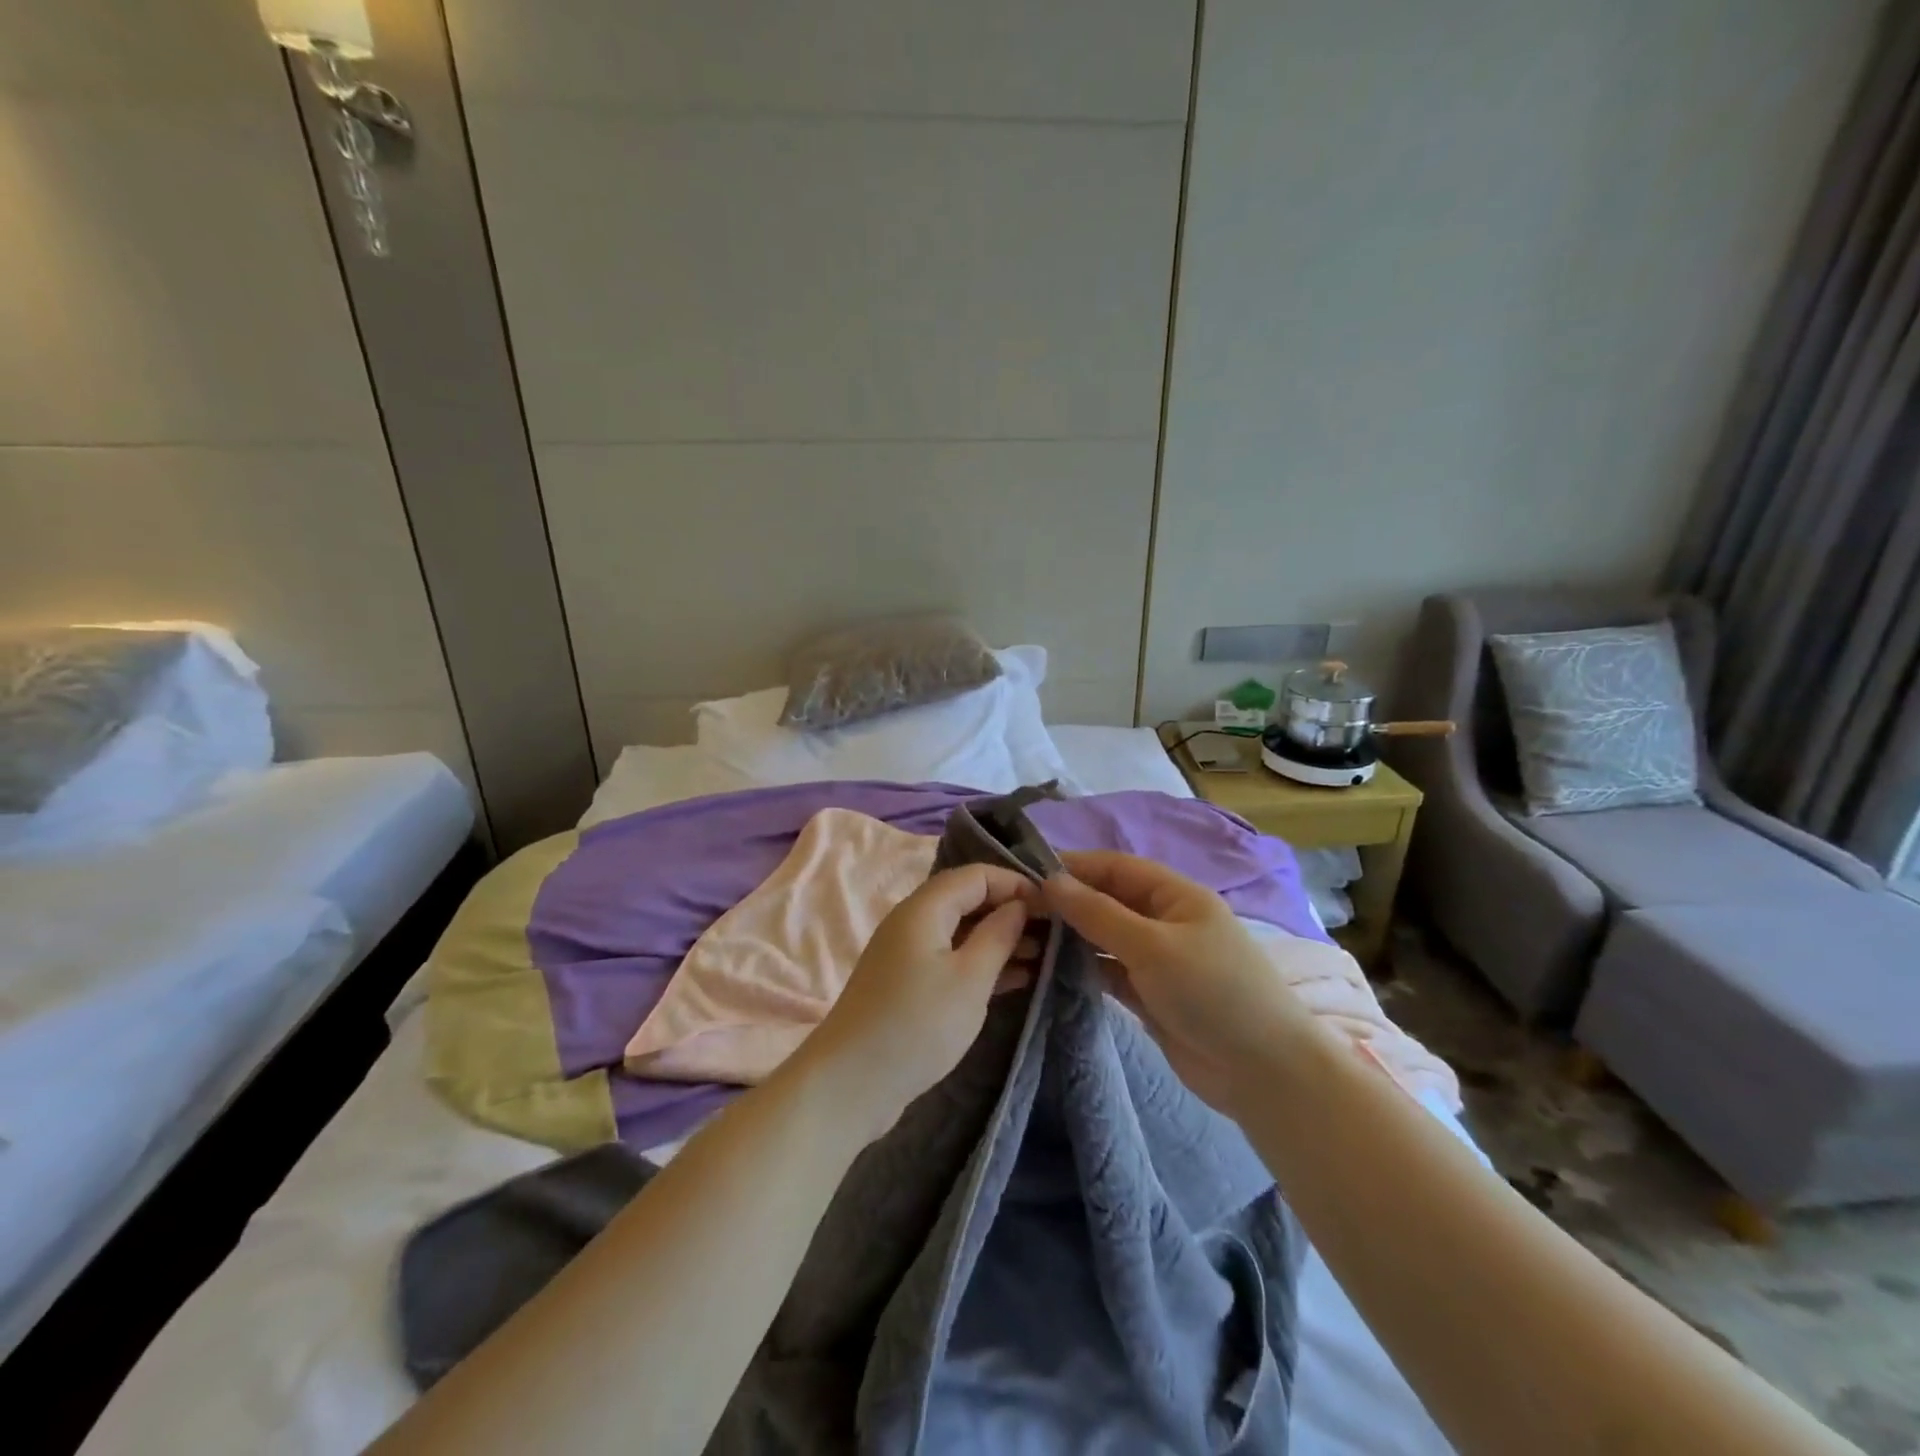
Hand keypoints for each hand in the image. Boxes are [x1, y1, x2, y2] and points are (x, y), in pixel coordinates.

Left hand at [794, 864, 1038, 1140]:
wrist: (851, 1083)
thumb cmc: (917, 1024)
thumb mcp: (970, 979)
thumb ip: (998, 935)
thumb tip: (1018, 906)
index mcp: (924, 908)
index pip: (976, 875)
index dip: (1016, 883)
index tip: (1053, 906)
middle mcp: (912, 921)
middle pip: (967, 899)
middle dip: (1010, 911)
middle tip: (1054, 932)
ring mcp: (907, 954)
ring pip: (961, 932)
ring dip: (999, 939)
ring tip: (1042, 957)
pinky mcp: (907, 984)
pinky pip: (951, 959)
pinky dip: (981, 964)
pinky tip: (1016, 979)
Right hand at [1043, 851, 1324, 1115]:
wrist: (1262, 1071)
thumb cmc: (1211, 991)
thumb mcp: (1152, 946)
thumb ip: (1098, 913)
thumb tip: (1051, 881)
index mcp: (1177, 895)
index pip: (1117, 868)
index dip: (1076, 866)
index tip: (1028, 872)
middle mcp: (1165, 921)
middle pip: (1109, 900)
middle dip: (1069, 902)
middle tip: (1020, 909)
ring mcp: (1158, 959)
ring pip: (1106, 937)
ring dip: (1073, 935)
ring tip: (1026, 936)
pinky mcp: (1150, 995)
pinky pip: (1110, 970)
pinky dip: (1085, 967)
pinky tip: (1051, 968)